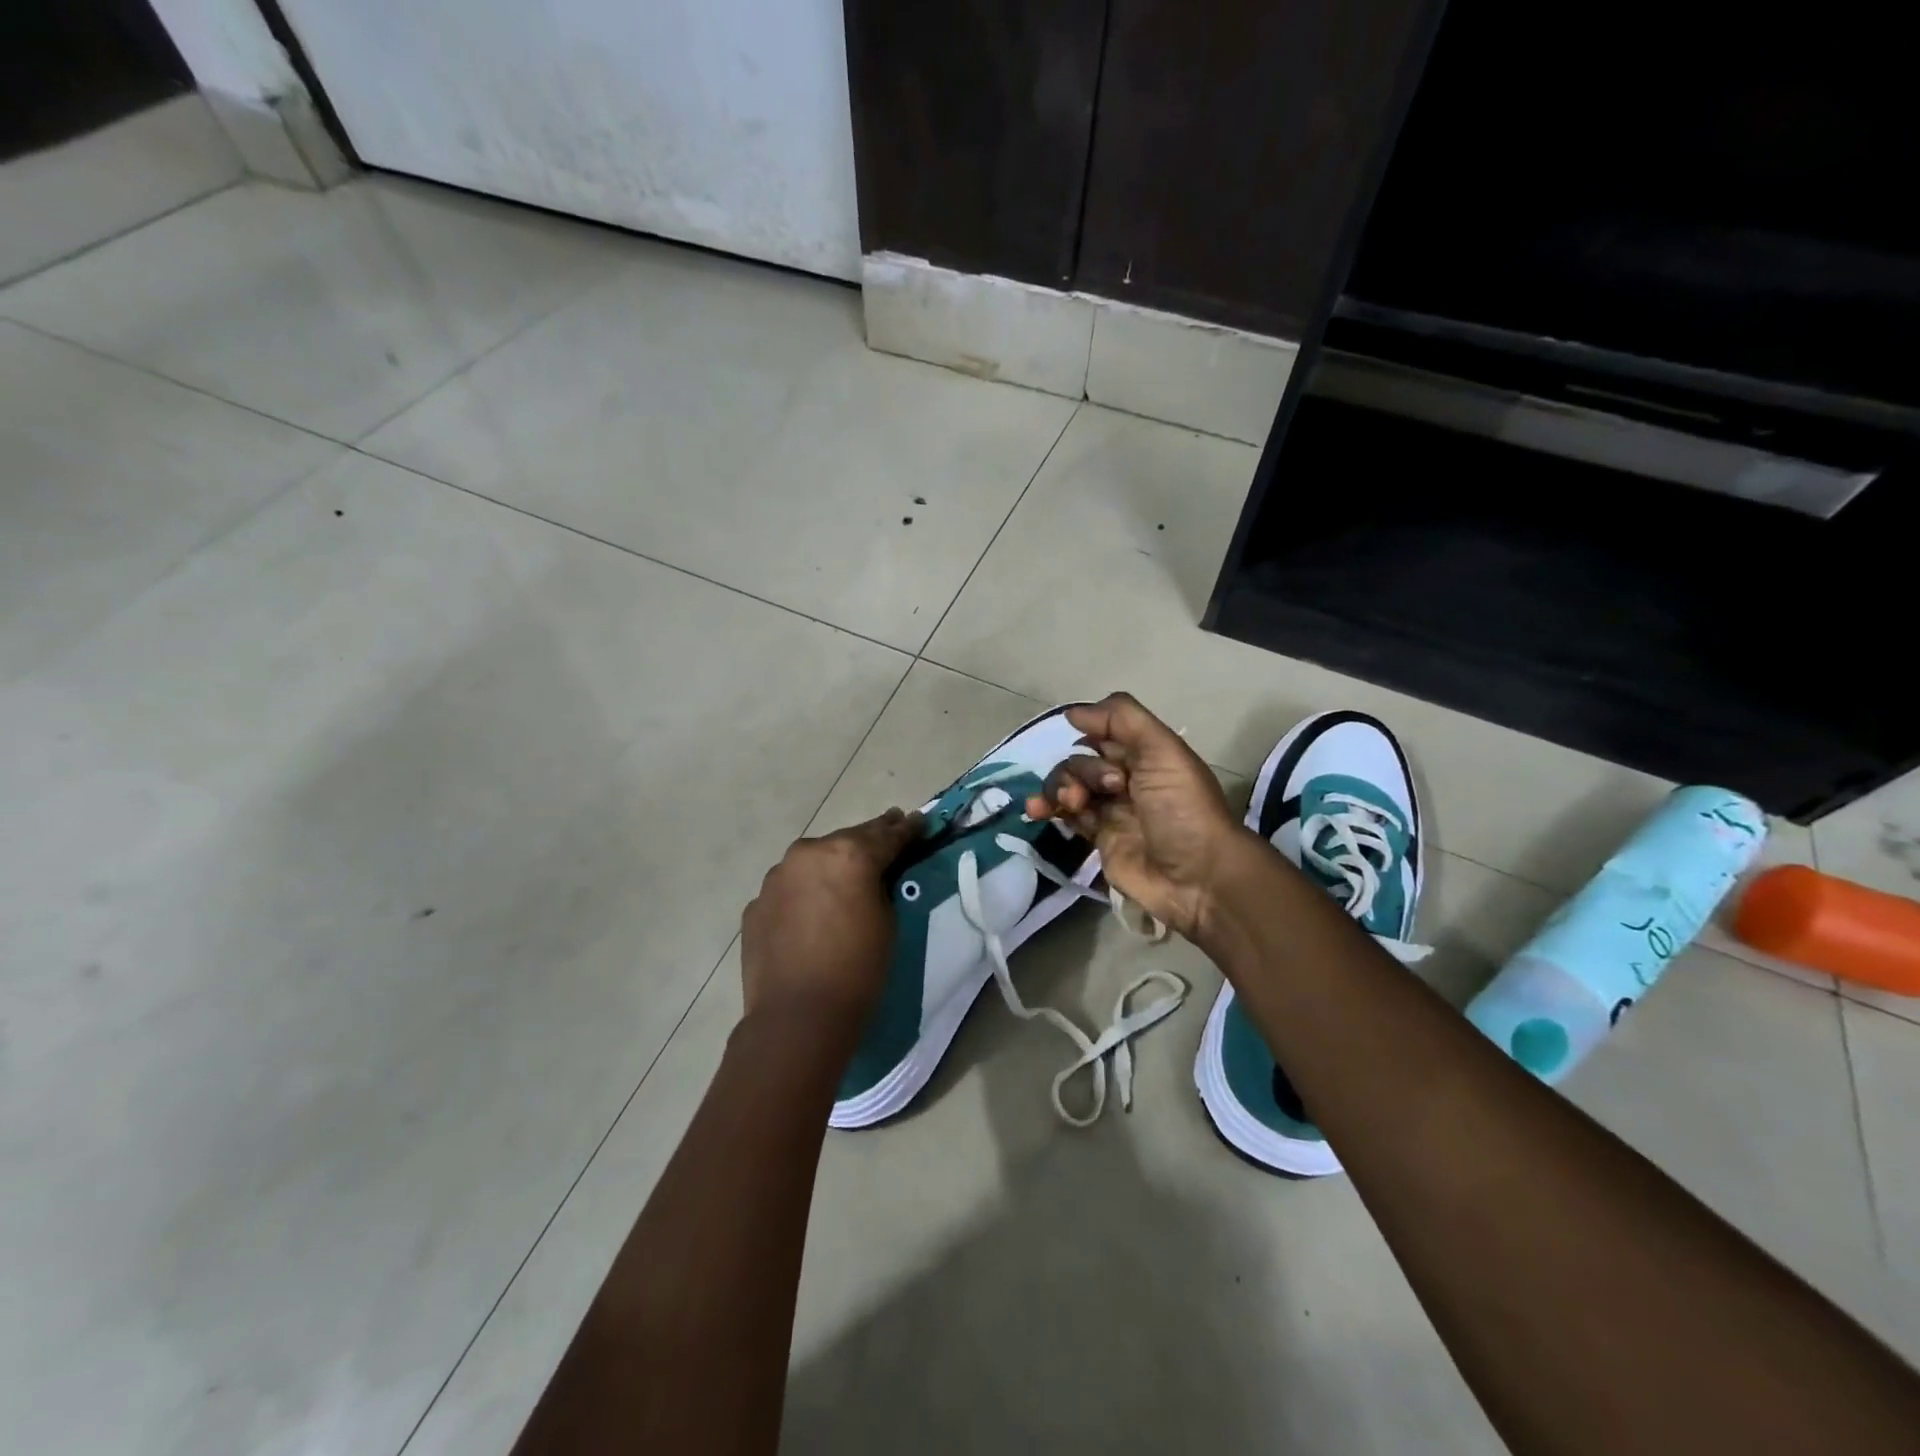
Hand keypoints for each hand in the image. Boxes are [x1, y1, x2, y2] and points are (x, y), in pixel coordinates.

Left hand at [740, 808, 922, 1029]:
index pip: (887, 834)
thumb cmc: (857, 969)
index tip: (919, 820)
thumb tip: (874, 876)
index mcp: (848, 854)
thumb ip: (881, 885)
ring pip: (813, 861)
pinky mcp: (756, 904)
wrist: (797, 1017)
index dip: (907, 828)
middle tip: (889, 831)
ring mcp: (776, 878)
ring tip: (847, 876)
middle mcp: (809, 854)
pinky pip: (789, 889)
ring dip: (831, 864)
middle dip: (869, 839)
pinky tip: (812, 911)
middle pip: (847, 840)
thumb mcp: (888, 921)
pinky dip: (804, 893)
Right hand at [1025, 693, 1247, 941]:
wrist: (1198, 878)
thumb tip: (1072, 713)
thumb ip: (1122, 720)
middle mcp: (1127, 778)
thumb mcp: (1163, 751)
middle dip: (1080, 769)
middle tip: (1105, 790)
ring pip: (1069, 786)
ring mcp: (1111, 810)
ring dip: (1059, 786)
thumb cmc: (1183, 809)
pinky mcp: (1098, 838)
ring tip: (1070, 804)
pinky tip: (1036, 810)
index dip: (1092, 732)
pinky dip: (1047, 809)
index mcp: (1146, 754)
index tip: (1086, 739)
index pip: (1104, 731)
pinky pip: (1065, 816)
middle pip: (1082, 759)